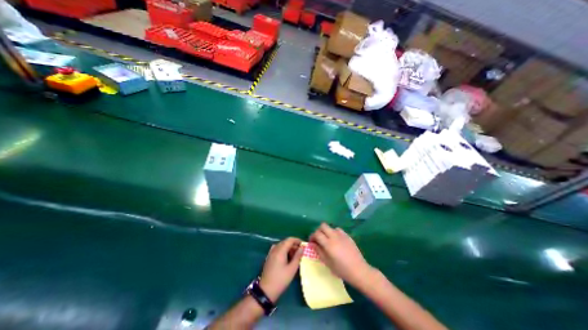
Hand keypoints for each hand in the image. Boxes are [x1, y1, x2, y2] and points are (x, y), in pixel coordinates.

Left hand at [258, 237, 302, 301]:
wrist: (266, 290)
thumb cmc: (280, 279)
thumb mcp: (292, 269)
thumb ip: (297, 257)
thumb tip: (302, 248)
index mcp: (280, 250)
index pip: (290, 240)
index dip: (297, 240)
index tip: (303, 245)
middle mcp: (275, 249)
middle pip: (285, 242)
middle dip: (294, 245)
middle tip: (300, 252)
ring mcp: (271, 253)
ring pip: (281, 245)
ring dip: (289, 248)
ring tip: (295, 256)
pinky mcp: (269, 257)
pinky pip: (277, 249)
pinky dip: (283, 250)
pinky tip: (286, 258)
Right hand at [308, 225, 371, 288]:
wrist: (359, 270)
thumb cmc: (341, 269)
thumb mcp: (327, 262)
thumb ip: (319, 251)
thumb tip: (312, 244)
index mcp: (328, 244)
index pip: (317, 234)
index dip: (312, 236)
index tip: (312, 242)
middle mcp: (334, 236)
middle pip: (323, 226)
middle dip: (319, 231)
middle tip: (318, 239)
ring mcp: (342, 235)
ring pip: (330, 227)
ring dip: (327, 231)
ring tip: (328, 240)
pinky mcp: (347, 235)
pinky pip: (338, 230)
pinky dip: (334, 233)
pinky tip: (336, 241)